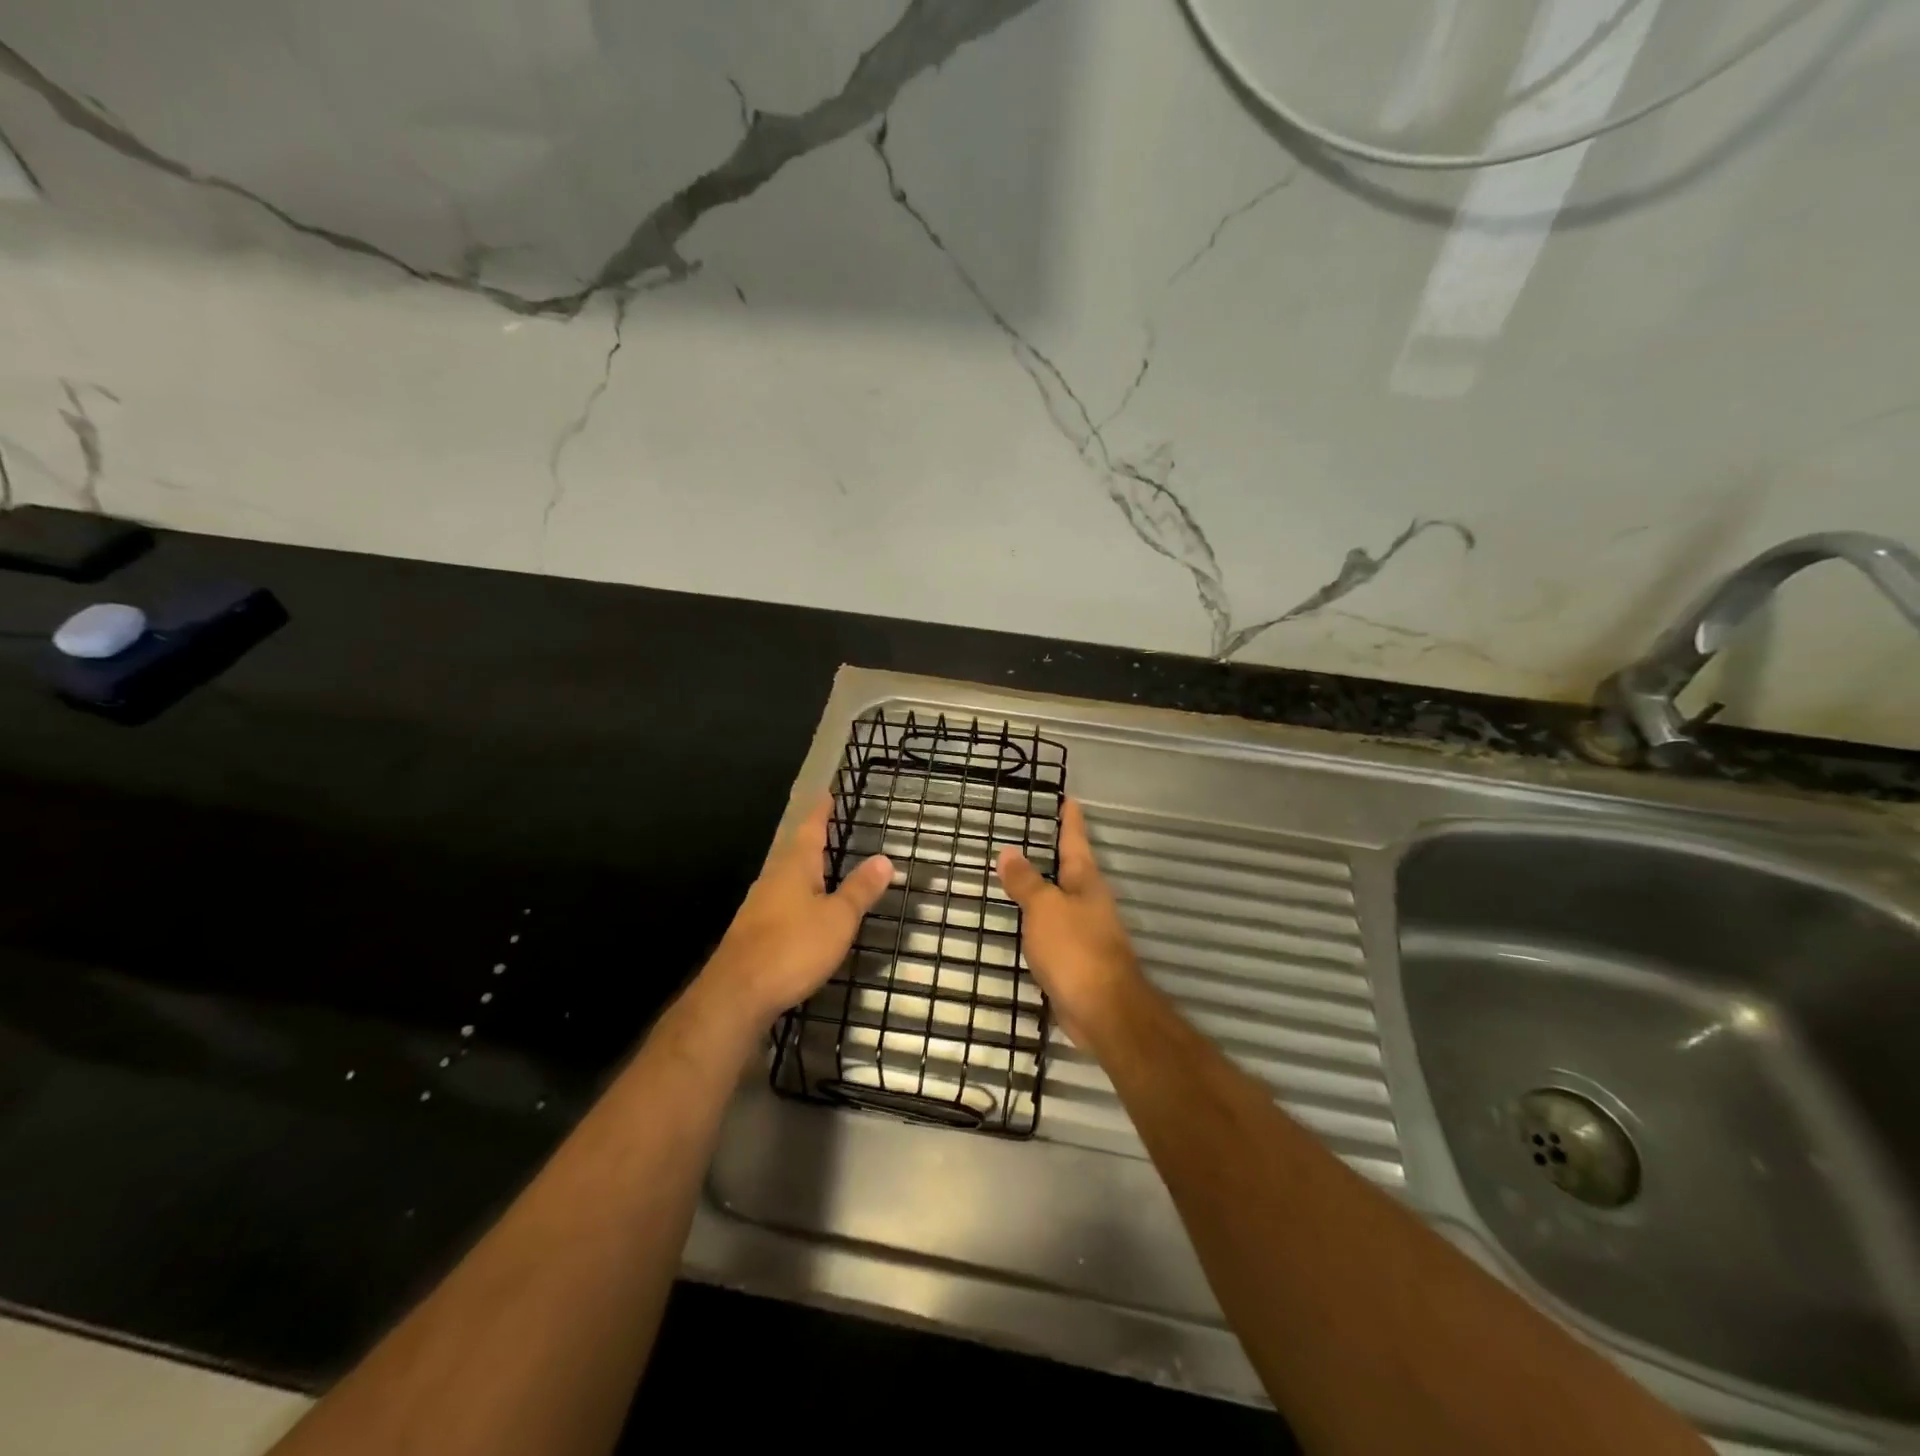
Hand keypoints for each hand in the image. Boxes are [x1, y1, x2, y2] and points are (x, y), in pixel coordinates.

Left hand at [698, 794, 893, 1026]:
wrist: (737, 994)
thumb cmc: (792, 947)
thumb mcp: (838, 919)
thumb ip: (860, 889)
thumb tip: (884, 859)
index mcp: (794, 866)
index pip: (810, 828)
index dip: (820, 812)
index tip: (826, 794)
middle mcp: (773, 878)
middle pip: (793, 849)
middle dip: (811, 837)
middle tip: (828, 826)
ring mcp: (759, 904)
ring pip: (785, 875)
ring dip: (803, 867)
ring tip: (820, 863)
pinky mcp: (753, 930)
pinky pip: (780, 900)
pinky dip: (797, 894)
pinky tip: (804, 908)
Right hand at [996, 798, 1140, 1041]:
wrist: (1103, 1011)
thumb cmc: (1075, 949)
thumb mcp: (1043, 908)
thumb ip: (1025, 881)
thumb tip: (1009, 851)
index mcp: (1086, 881)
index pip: (1075, 840)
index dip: (1070, 819)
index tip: (1069, 799)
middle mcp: (1091, 901)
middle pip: (1073, 869)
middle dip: (1058, 852)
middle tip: (1039, 834)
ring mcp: (1088, 931)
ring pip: (1064, 900)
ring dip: (1048, 888)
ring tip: (1025, 875)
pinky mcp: (1080, 959)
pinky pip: (1057, 929)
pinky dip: (1042, 921)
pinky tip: (1028, 924)